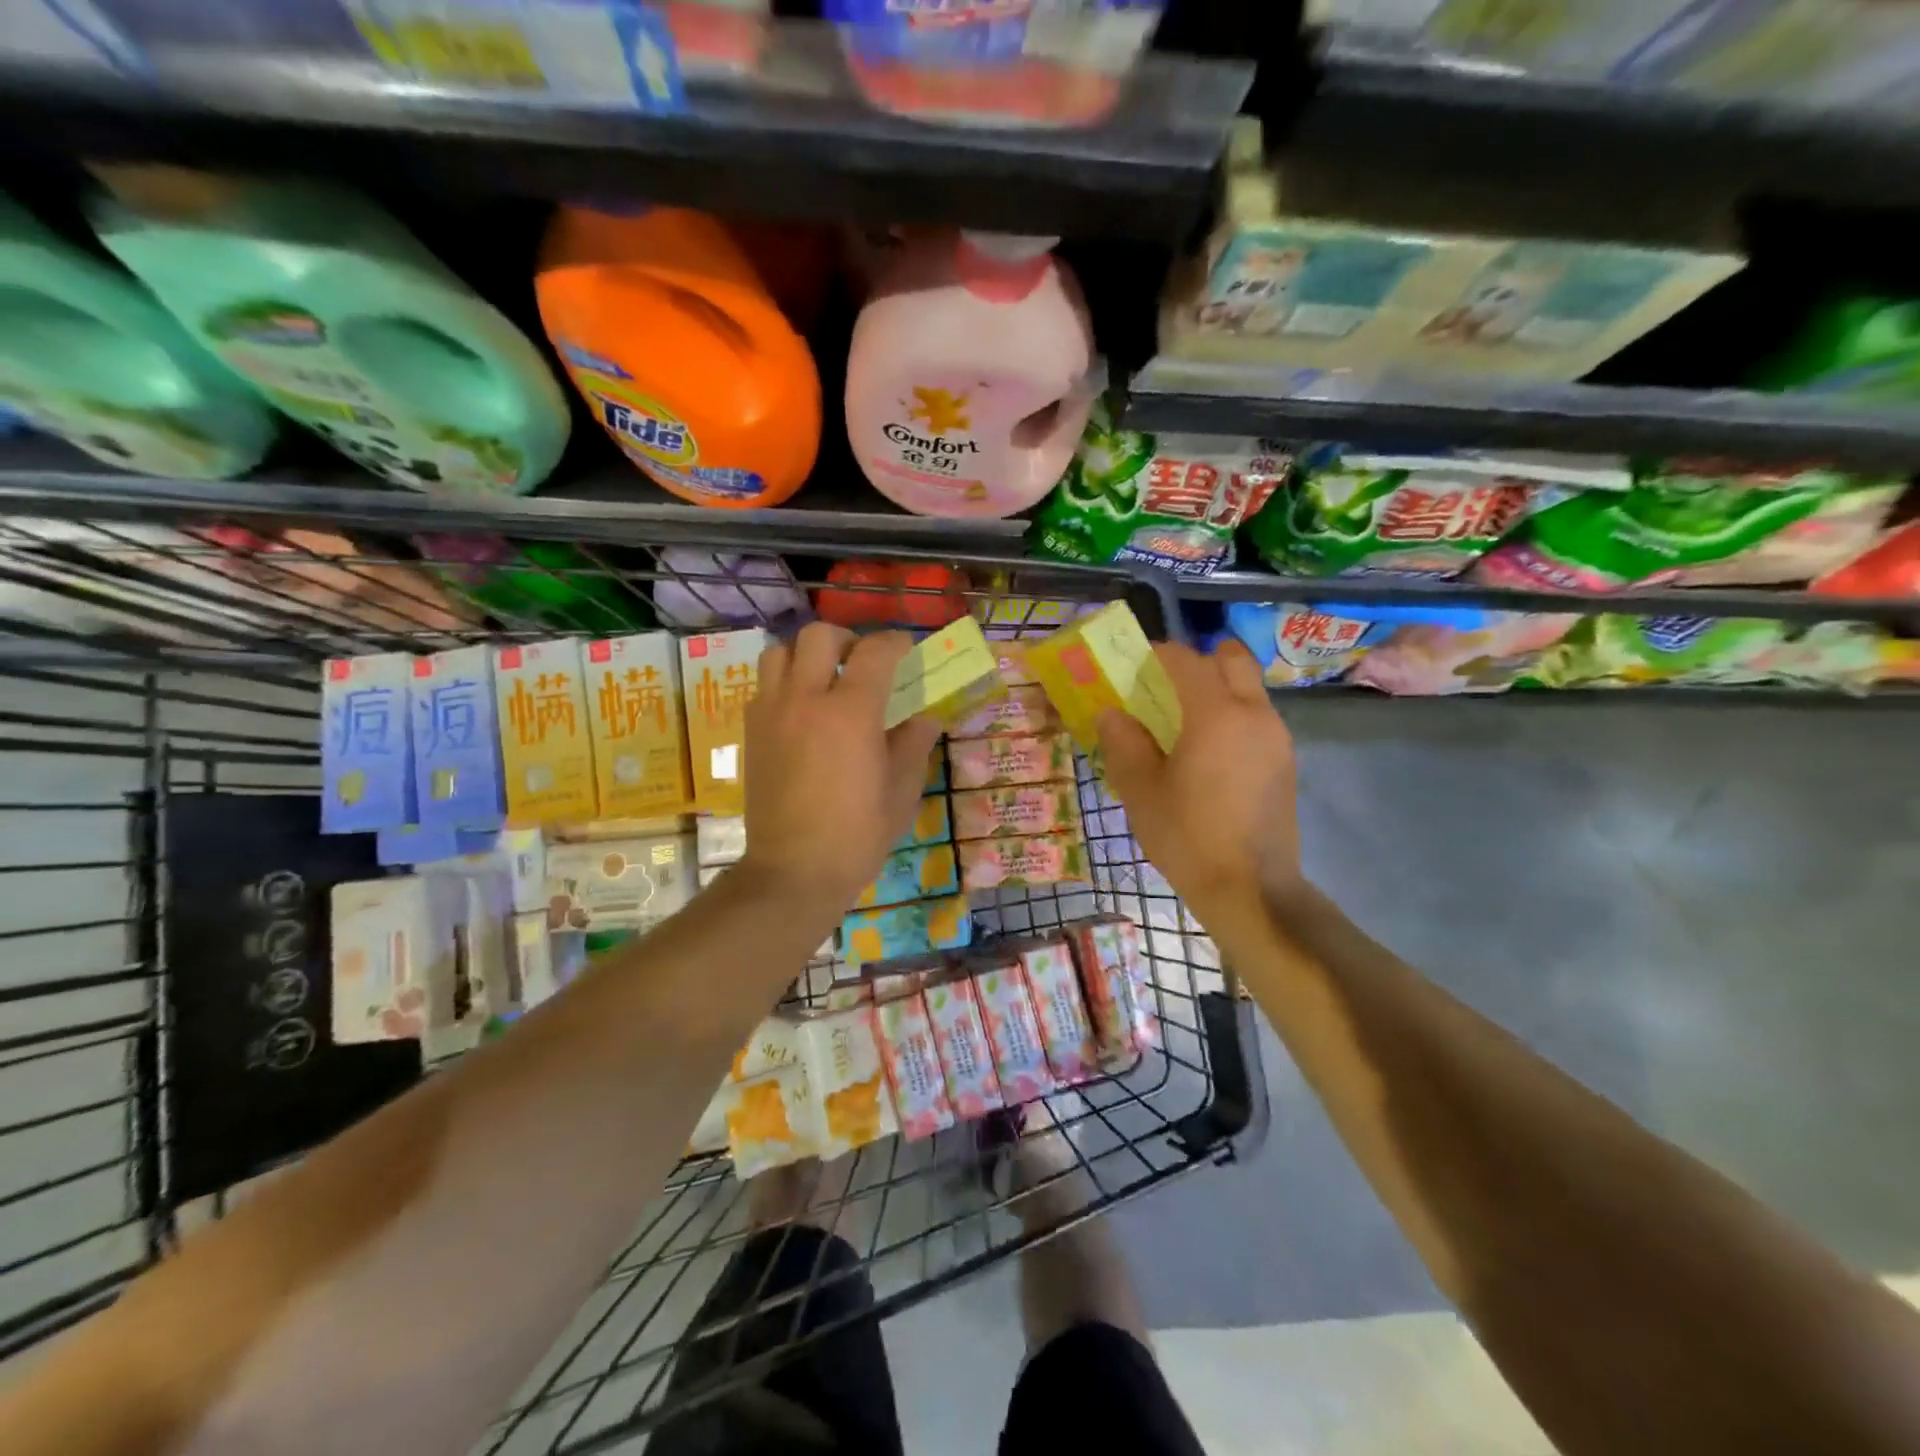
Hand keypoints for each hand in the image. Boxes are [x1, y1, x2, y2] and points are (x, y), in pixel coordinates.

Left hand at [740, 624, 942, 911]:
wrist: (794, 871)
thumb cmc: (857, 835)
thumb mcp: (901, 791)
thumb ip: (913, 744)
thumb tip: (926, 718)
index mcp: (851, 712)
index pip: (875, 652)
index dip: (895, 643)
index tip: (907, 649)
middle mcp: (806, 699)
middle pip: (819, 635)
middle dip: (846, 639)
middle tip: (861, 662)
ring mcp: (772, 713)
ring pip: (780, 652)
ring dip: (806, 655)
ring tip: (824, 679)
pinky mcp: (751, 732)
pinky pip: (763, 685)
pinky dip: (784, 682)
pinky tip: (802, 711)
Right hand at [1096, 639, 1301, 924]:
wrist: (1252, 890)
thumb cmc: (1188, 837)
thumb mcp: (1140, 791)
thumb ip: (1124, 742)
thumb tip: (1112, 713)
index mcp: (1215, 714)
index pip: (1185, 660)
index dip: (1156, 654)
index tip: (1133, 666)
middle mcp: (1254, 714)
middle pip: (1230, 659)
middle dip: (1197, 662)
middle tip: (1166, 688)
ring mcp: (1277, 737)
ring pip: (1248, 688)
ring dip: (1217, 690)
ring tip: (1184, 726)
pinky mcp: (1286, 762)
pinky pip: (1257, 718)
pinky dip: (1233, 717)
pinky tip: (1210, 756)